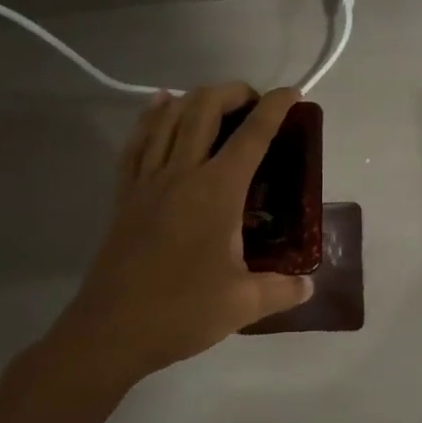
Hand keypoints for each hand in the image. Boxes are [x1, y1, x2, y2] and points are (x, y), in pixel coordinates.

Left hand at [54, 83, 313, 381]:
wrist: (111, 330)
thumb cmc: (181, 312)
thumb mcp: (243, 304)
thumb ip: (282, 289)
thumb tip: (309, 285)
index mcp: (217, 191)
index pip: (252, 136)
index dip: (275, 108)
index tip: (293, 93)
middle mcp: (182, 172)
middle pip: (204, 109)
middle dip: (232, 92)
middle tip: (252, 102)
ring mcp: (147, 180)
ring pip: (168, 117)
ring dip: (194, 98)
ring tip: (215, 102)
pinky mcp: (125, 193)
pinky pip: (137, 141)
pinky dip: (151, 116)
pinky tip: (159, 105)